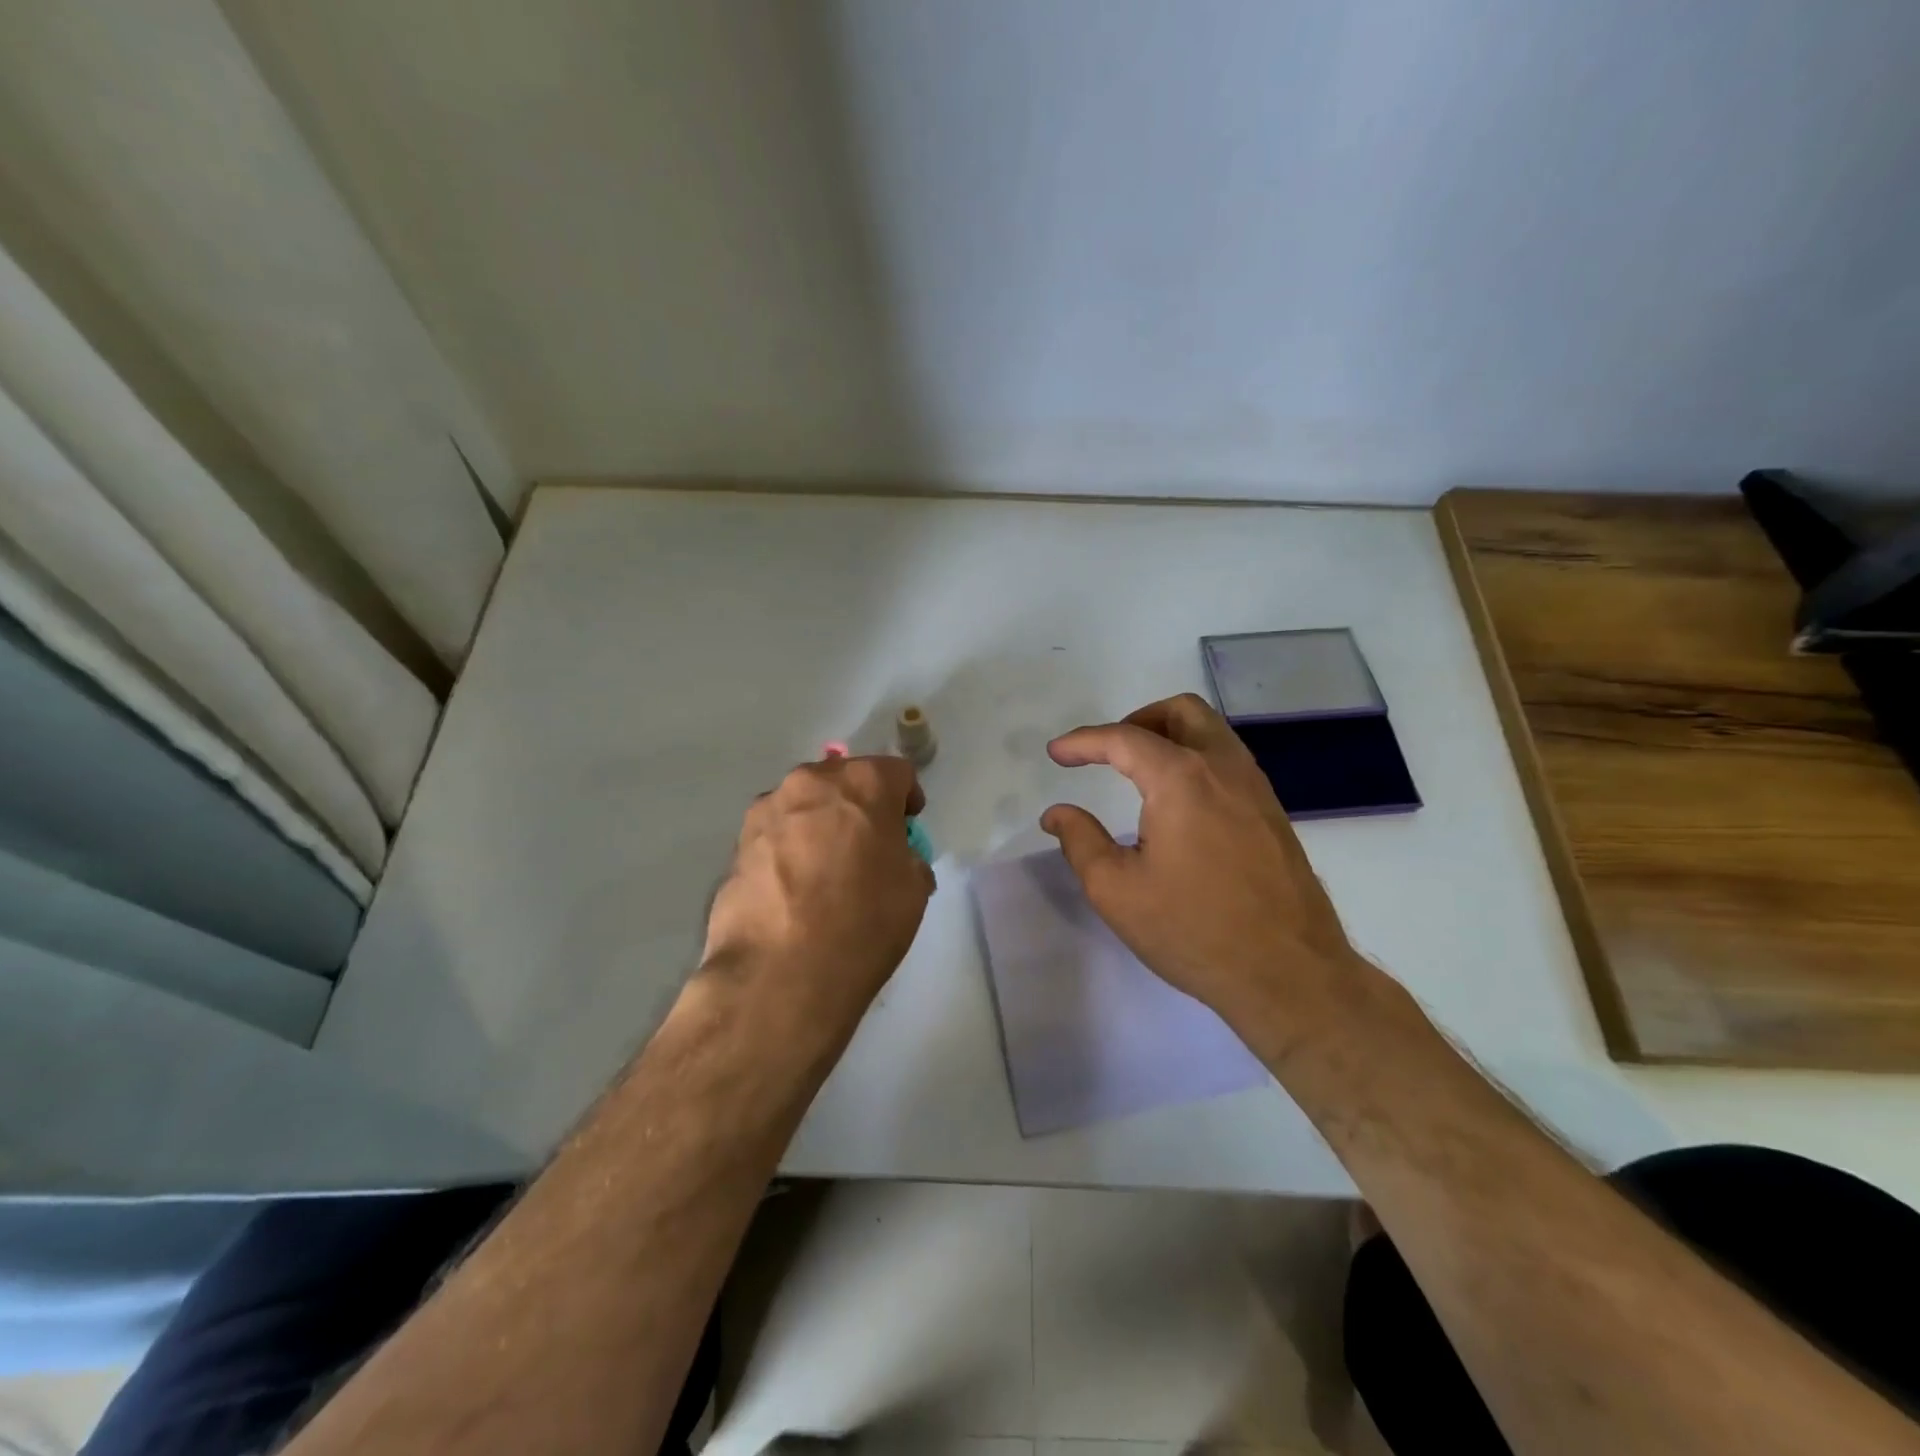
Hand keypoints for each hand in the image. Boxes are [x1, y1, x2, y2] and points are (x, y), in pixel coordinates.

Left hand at [702, 755, 933, 1024]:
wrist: (780, 973)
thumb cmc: (863, 922)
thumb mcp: (913, 890)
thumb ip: (906, 857)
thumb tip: (892, 858)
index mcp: (864, 782)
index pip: (896, 772)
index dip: (906, 799)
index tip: (907, 828)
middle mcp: (811, 782)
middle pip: (843, 780)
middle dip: (858, 805)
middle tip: (866, 846)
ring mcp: (767, 811)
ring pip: (804, 805)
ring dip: (818, 824)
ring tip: (823, 870)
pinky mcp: (737, 844)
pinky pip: (775, 835)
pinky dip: (788, 850)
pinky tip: (792, 890)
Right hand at [1040, 693, 1359, 1039]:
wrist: (1289, 974)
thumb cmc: (1193, 930)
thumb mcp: (1116, 890)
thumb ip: (1080, 840)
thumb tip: (1058, 814)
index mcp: (1182, 779)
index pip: (1124, 739)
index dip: (1083, 742)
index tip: (1056, 753)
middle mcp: (1224, 768)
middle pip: (1182, 712)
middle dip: (1137, 721)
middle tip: (1108, 753)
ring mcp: (1256, 788)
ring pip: (1212, 732)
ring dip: (1171, 736)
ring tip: (1139, 774)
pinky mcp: (1272, 812)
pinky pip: (1229, 761)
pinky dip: (1196, 759)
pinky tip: (1179, 803)